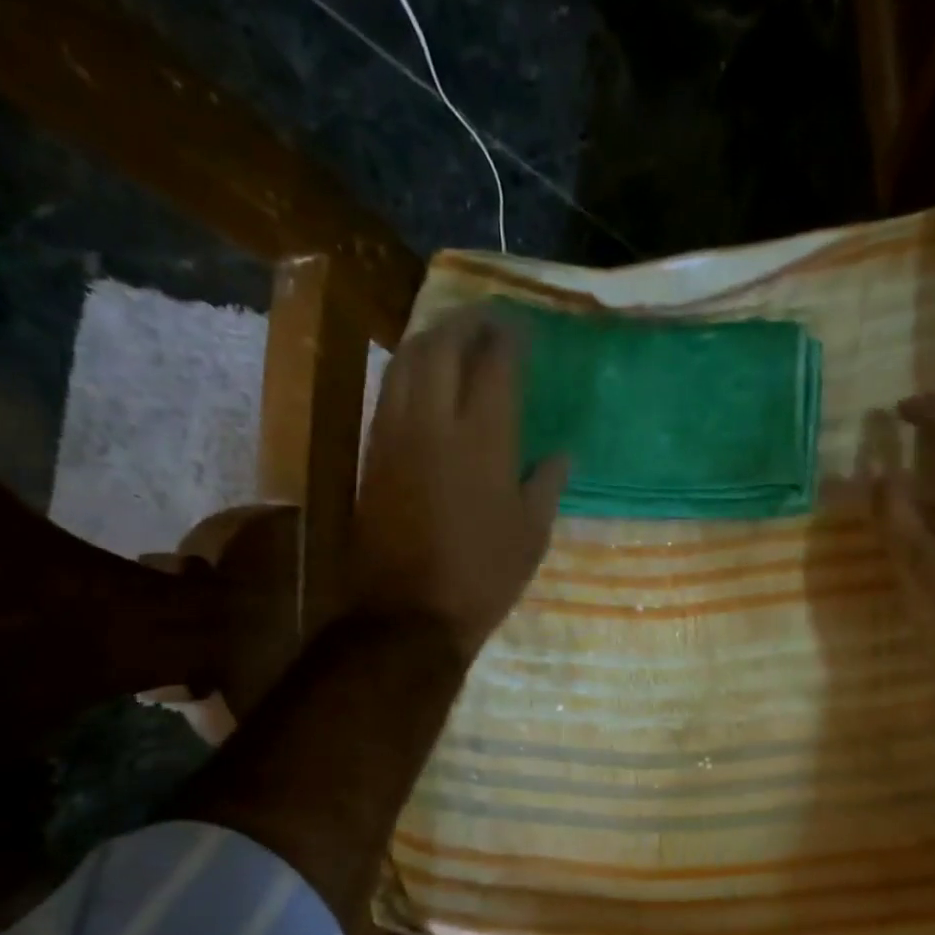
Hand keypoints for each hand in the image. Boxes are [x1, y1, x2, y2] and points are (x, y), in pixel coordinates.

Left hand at [353, 307, 569, 653]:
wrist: (409, 612)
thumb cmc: (482, 576)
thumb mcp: (530, 535)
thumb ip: (546, 484)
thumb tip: (561, 453)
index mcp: (483, 439)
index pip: (495, 364)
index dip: (508, 339)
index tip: (522, 329)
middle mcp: (434, 421)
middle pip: (443, 346)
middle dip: (466, 324)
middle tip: (487, 321)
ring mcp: (396, 433)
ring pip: (407, 361)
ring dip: (432, 338)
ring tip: (454, 336)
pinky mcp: (373, 452)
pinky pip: (390, 390)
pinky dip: (409, 369)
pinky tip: (423, 375)